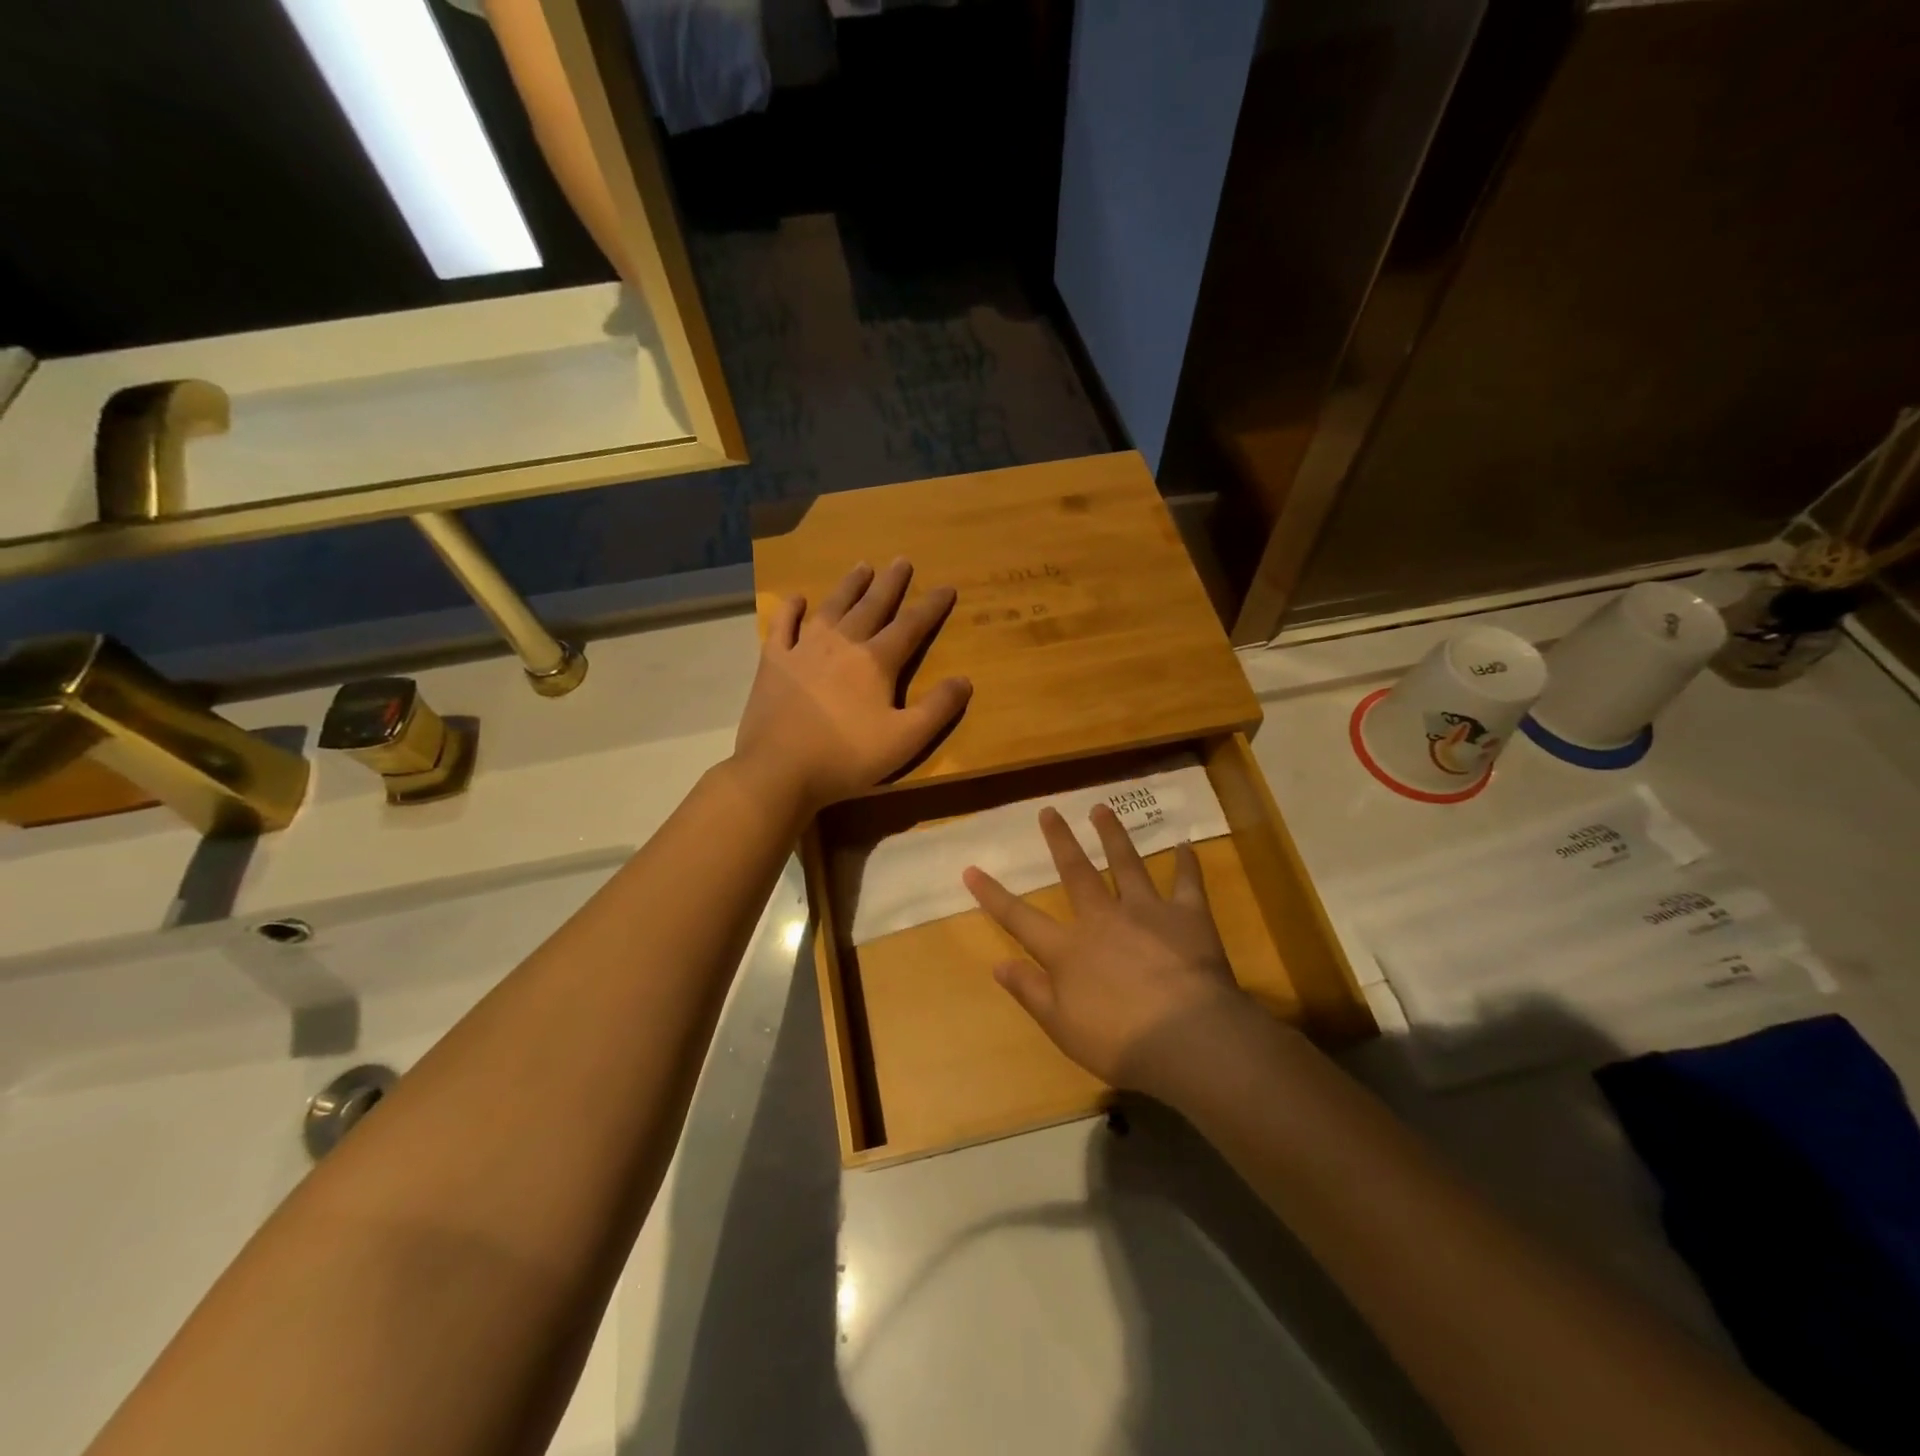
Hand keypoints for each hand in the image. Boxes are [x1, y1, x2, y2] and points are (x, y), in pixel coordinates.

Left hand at [734, 559, 971, 815]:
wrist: (779, 770)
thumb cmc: (847, 757)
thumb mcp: (905, 740)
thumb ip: (937, 709)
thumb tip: (965, 680)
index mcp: (875, 662)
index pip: (910, 626)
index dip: (931, 606)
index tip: (946, 587)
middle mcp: (841, 644)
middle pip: (871, 606)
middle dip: (890, 584)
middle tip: (901, 561)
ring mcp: (803, 649)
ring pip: (831, 608)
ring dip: (848, 586)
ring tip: (861, 567)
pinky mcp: (773, 663)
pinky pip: (782, 627)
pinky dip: (790, 610)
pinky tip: (797, 599)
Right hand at [962, 804, 1257, 1101]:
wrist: (1188, 1038)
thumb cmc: (1118, 1041)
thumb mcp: (1061, 1026)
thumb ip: (1030, 991)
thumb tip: (998, 964)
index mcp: (1069, 949)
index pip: (1020, 918)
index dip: (993, 895)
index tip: (971, 869)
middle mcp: (1103, 918)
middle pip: (1077, 872)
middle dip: (1060, 841)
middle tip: (1049, 811)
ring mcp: (1147, 912)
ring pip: (1127, 864)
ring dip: (1113, 835)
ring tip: (1102, 809)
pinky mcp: (1188, 917)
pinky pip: (1187, 883)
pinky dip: (1187, 864)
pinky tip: (1185, 845)